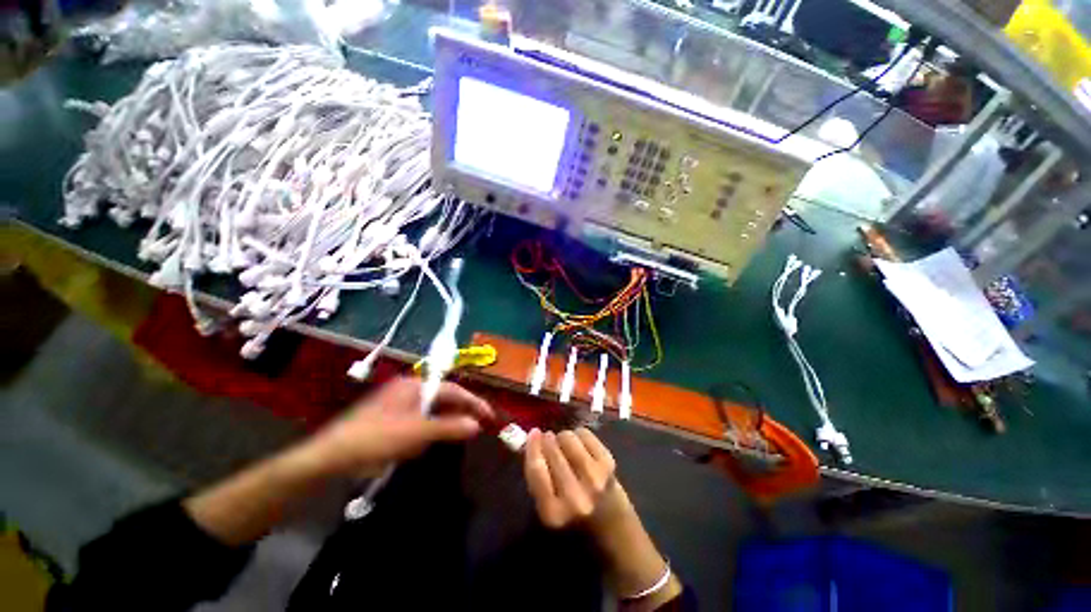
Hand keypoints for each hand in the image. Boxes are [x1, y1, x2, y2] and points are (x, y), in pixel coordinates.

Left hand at [298, 377, 493, 478]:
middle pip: (443, 398)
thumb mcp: (417, 433)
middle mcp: (409, 390)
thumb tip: (476, 425)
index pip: (453, 389)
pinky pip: (418, 421)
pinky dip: (426, 431)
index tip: (489, 416)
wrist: (331, 457)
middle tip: (476, 427)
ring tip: (452, 437)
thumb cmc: (377, 438)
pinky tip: (423, 445)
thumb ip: (449, 427)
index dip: (473, 402)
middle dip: (458, 413)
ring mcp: (399, 404)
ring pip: (431, 411)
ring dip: (442, 424)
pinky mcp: (391, 418)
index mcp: (415, 385)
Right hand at [522, 427, 622, 529]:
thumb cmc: (575, 520)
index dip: (532, 447)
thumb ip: (537, 479)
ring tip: (565, 446)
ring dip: (563, 437)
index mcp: (553, 513)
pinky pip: (585, 435)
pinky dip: (579, 435)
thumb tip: (532, 440)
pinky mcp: (608, 465)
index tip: (532, 433)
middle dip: (547, 440)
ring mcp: (594, 479)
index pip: (536, 470)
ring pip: (569, 438)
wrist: (615, 530)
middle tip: (548, 438)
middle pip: (553, 451)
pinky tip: (580, 445)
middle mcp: (574, 496)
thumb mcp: (548, 509)